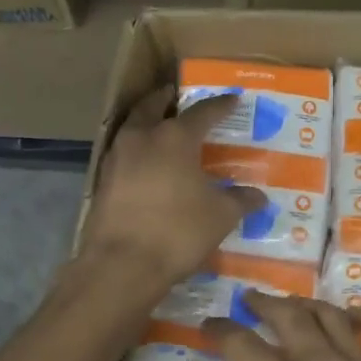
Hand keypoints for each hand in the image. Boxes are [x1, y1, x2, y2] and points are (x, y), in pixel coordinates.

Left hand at [83, 87, 266, 288]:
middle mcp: (142, 138)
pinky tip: (147, 165)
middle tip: (177, 96)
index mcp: (175, 137)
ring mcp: (116, 158)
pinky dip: (136, 150)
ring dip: (146, 122)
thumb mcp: (220, 216)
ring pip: (132, 127)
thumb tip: (258, 196)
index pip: (203, 112)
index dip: (220, 105)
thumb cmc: (178, 232)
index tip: (232, 100)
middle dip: (166, 99)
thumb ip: (240, 201)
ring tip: (161, 128)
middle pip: (152, 106)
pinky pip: (123, 153)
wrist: (121, 265)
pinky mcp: (102, 181)